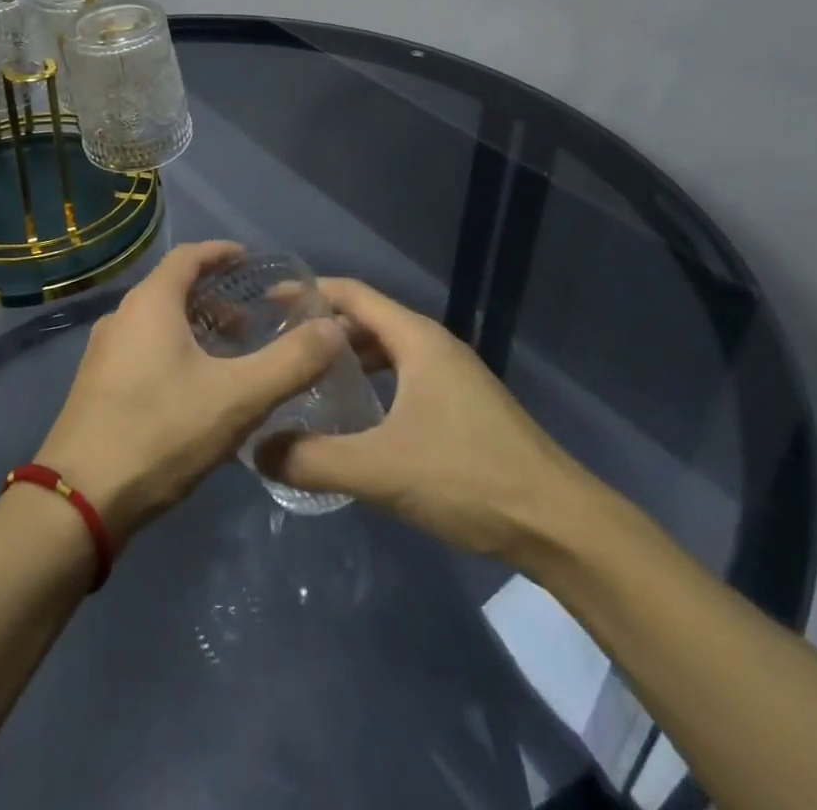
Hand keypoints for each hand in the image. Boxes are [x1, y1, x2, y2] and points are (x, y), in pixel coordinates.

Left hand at [37, 241, 347, 544]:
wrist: (78, 501)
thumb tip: (333, 329)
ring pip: (157, 322)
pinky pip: (143, 349)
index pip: (189, 256)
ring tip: (230, 356)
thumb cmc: (161, 432)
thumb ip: (290, 363)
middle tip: (251, 320)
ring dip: (195, 327)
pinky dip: (175, 350)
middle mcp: (122, 317)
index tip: (251, 260)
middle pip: (173, 289)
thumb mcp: (237, 398)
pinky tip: (195, 390)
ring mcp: (103, 353)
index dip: (221, 252)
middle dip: (215, 296)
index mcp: (151, 304)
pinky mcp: (96, 386)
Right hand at [256, 278, 596, 561]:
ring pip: (387, 351)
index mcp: (416, 339)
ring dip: (347, 359)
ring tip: (306, 378)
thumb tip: (257, 449)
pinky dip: (372, 383)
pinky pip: (403, 376)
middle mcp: (434, 345)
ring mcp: (452, 375)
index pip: (351, 294)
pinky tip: (355, 415)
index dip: (308, 292)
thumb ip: (314, 458)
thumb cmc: (468, 477)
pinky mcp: (462, 405)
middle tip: (277, 348)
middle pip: (366, 319)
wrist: (559, 524)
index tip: (265, 302)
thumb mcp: (381, 469)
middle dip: (321, 329)